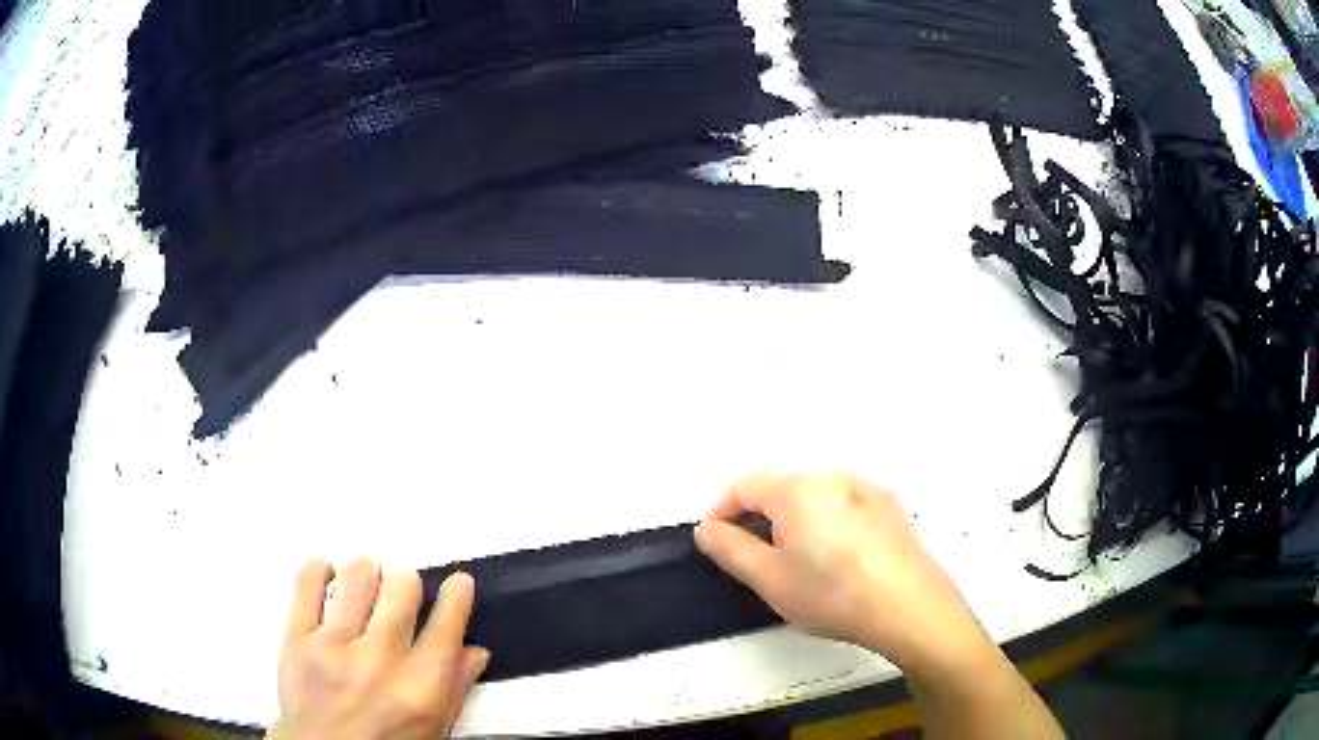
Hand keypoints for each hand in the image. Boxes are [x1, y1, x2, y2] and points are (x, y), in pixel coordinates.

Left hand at [269, 559, 488, 739]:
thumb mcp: (432, 731)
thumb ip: (454, 690)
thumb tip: (473, 652)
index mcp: (420, 689)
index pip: (447, 625)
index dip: (456, 596)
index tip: (458, 583)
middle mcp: (380, 662)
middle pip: (402, 589)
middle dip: (407, 585)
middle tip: (402, 592)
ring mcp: (334, 648)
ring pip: (357, 578)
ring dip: (367, 573)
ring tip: (366, 582)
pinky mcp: (296, 639)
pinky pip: (306, 584)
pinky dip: (319, 570)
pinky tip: (327, 576)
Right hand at [694, 473, 992, 675]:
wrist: (909, 606)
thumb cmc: (832, 594)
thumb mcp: (769, 579)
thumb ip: (730, 549)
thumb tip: (708, 528)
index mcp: (797, 489)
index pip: (743, 486)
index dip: (721, 511)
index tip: (715, 542)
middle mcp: (832, 476)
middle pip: (781, 488)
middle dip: (759, 518)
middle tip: (755, 559)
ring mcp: (866, 488)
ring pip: (815, 496)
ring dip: (795, 520)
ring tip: (799, 561)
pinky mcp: (890, 505)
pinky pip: (845, 504)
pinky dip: (828, 522)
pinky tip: (840, 557)